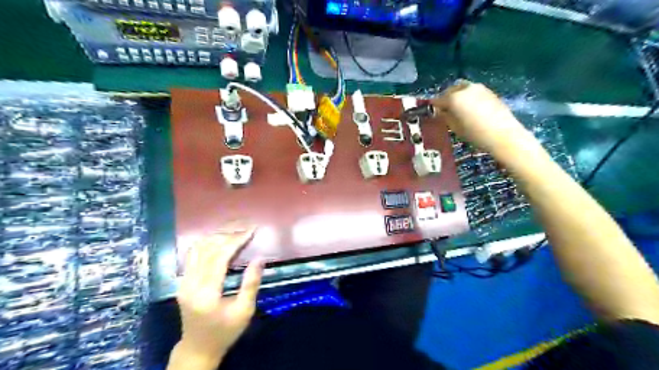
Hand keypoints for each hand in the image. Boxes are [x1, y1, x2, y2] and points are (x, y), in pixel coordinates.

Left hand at [172, 224, 262, 368]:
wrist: (198, 348)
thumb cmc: (225, 332)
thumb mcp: (244, 311)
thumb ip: (251, 284)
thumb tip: (260, 258)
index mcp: (206, 294)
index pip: (219, 257)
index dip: (236, 241)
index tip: (251, 230)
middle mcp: (190, 284)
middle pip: (208, 249)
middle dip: (228, 234)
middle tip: (246, 224)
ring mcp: (183, 282)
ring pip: (197, 249)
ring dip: (217, 235)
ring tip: (235, 228)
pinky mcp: (182, 281)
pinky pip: (193, 255)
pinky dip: (207, 242)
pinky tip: (219, 238)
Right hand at [434, 81, 528, 154]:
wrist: (502, 134)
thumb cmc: (475, 134)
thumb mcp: (455, 127)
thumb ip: (445, 116)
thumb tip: (440, 111)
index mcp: (454, 98)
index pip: (438, 100)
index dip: (433, 106)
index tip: (432, 112)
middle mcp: (465, 89)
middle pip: (450, 90)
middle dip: (446, 98)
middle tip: (445, 110)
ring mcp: (479, 88)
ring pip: (462, 88)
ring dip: (457, 96)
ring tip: (458, 108)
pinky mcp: (489, 91)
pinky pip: (473, 92)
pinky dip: (468, 97)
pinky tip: (470, 108)